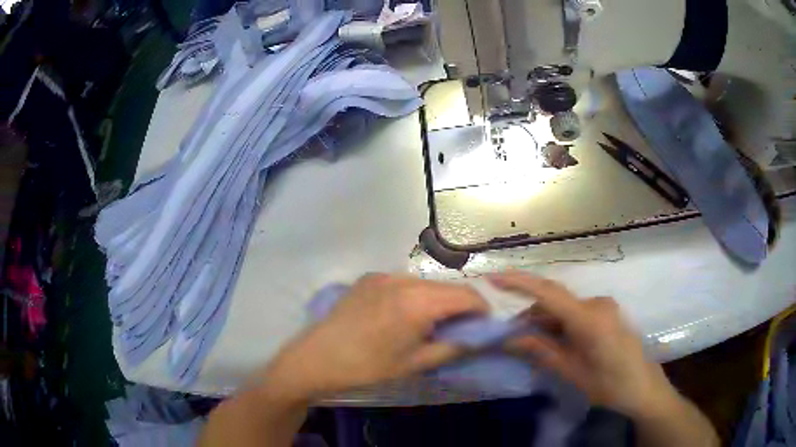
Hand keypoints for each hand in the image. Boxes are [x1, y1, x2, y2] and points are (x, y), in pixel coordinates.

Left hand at [261, 274, 487, 401]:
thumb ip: (452, 347)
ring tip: (434, 322)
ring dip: (438, 299)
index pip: (466, 296)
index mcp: (418, 302)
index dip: (482, 309)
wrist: (317, 357)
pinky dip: (416, 295)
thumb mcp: (415, 363)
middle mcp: (404, 280)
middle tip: (462, 326)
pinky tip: (406, 314)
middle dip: (461, 304)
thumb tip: (476, 337)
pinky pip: (404, 283)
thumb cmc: (368, 367)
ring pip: (426, 283)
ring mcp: (384, 275)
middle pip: (447, 286)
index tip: (485, 324)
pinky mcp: (370, 278)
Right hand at [490, 272, 673, 416]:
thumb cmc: (608, 385)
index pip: (549, 293)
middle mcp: (597, 304)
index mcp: (590, 319)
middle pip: (554, 300)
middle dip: (529, 313)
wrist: (642, 387)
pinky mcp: (606, 312)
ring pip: (564, 307)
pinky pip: (575, 312)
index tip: (493, 277)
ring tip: (529, 341)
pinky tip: (552, 340)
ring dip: (544, 320)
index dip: (519, 282)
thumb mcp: (572, 372)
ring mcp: (604, 306)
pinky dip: (559, 322)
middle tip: (508, 334)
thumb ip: (542, 351)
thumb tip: (510, 339)